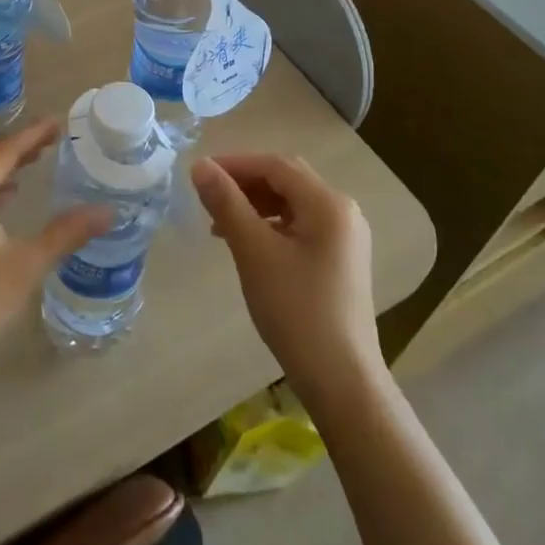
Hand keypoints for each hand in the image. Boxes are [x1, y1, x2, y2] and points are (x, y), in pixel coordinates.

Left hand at [0, 119, 111, 386]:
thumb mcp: (26, 266)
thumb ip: (67, 233)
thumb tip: (108, 211)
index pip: (4, 149)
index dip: (34, 134)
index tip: (60, 122)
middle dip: (19, 146)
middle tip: (53, 139)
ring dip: (4, 166)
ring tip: (35, 160)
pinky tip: (8, 196)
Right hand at [193, 153, 386, 407]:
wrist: (341, 380)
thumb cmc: (296, 310)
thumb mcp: (254, 252)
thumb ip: (226, 203)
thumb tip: (200, 166)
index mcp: (328, 203)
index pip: (275, 165)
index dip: (235, 163)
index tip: (199, 174)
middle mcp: (343, 211)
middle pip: (286, 180)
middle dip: (245, 183)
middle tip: (208, 197)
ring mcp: (345, 237)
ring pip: (292, 203)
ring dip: (255, 205)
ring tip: (220, 223)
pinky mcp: (340, 260)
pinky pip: (301, 226)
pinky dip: (270, 225)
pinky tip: (248, 244)